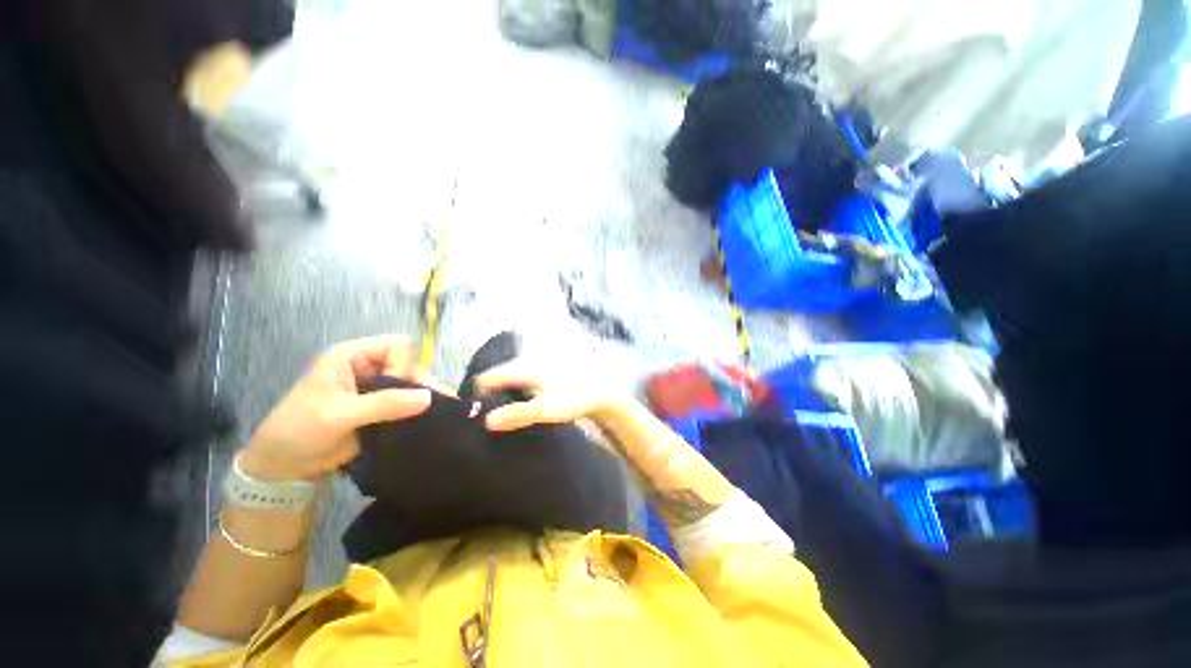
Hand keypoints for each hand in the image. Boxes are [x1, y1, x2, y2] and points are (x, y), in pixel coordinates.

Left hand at [239, 336, 440, 480]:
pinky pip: (407, 403)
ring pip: (411, 384)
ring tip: (439, 414)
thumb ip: (384, 404)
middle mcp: (368, 367)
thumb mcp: (339, 414)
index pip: (398, 347)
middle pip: (409, 365)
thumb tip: (428, 397)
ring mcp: (376, 388)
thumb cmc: (300, 429)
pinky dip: (418, 410)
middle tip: (435, 405)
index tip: (399, 390)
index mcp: (354, 355)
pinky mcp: (381, 408)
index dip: (404, 365)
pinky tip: (429, 420)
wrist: (283, 467)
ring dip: (422, 398)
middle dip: (420, 383)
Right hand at [474, 358, 627, 431]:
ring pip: (512, 373)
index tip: (476, 411)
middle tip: (490, 412)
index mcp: (524, 368)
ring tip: (507, 408)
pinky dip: (519, 386)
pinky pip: (523, 374)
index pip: (488, 377)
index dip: (478, 393)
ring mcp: (538, 360)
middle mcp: (528, 359)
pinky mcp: (546, 365)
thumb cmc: (574, 399)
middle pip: (499, 374)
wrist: (602, 390)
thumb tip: (486, 422)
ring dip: (505, 389)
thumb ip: (516, 415)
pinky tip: (525, 399)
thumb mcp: (545, 410)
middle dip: (491, 391)